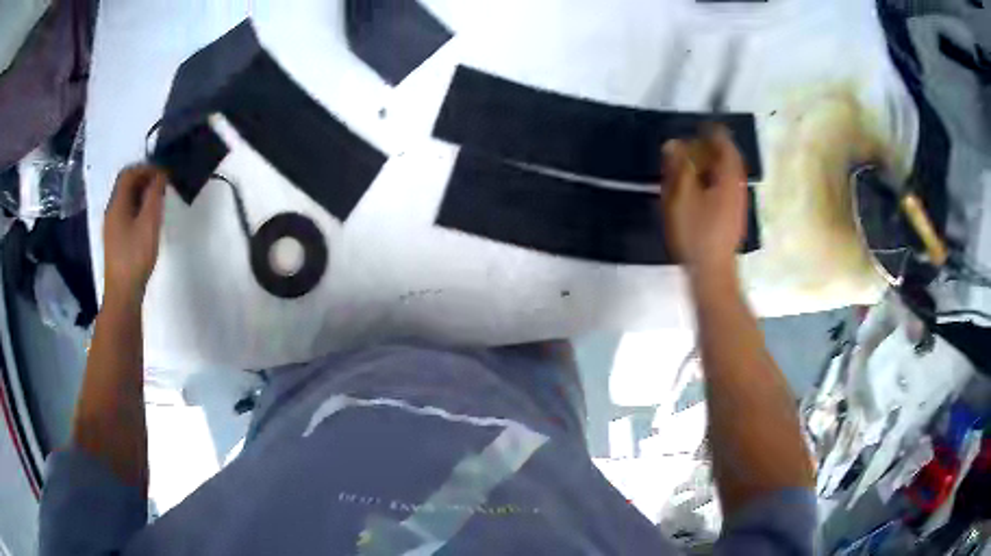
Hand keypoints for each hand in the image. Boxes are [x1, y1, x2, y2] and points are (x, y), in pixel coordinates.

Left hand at [103, 165, 166, 304]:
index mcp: (117, 204)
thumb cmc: (135, 256)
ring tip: (158, 202)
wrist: (122, 293)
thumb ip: (155, 195)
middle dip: (144, 179)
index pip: (129, 173)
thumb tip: (160, 175)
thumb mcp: (149, 223)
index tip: (163, 174)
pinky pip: (126, 213)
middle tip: (162, 187)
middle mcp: (111, 210)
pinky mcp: (115, 239)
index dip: (146, 168)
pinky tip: (147, 221)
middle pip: (126, 185)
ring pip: (126, 199)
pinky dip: (138, 208)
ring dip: (142, 194)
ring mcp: (112, 226)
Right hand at [659, 125, 748, 276]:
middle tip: (693, 145)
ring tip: (693, 165)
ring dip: (712, 166)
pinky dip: (712, 181)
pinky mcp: (732, 218)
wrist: (712, 273)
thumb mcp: (681, 196)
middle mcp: (737, 187)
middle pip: (729, 159)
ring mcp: (737, 204)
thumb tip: (674, 144)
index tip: (699, 126)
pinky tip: (698, 190)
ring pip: (727, 176)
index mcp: (728, 177)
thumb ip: (678, 167)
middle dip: (712, 149)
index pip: (725, 144)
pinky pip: (724, 189)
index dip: (713, 132)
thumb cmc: (696, 232)